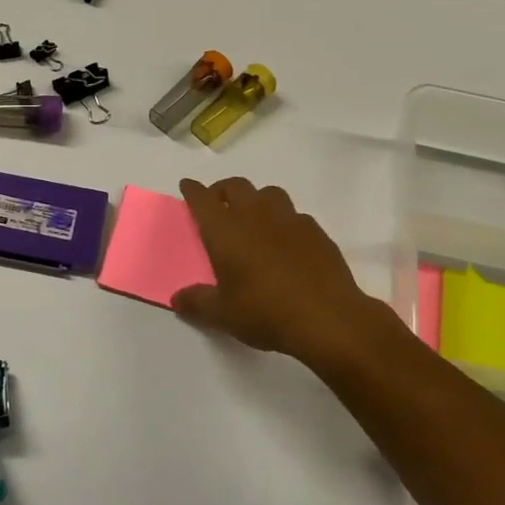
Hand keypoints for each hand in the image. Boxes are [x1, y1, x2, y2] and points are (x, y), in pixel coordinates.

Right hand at [174, 177, 400, 368]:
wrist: (327, 318)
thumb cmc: (265, 312)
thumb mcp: (222, 314)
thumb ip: (197, 303)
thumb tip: (177, 299)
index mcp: (225, 230)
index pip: (202, 199)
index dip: (193, 190)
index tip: (187, 186)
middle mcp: (255, 215)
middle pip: (235, 186)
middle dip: (222, 189)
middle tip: (217, 202)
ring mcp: (289, 219)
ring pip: (268, 193)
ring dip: (256, 199)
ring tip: (253, 217)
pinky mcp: (315, 231)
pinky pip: (295, 215)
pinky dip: (284, 220)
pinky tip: (286, 241)